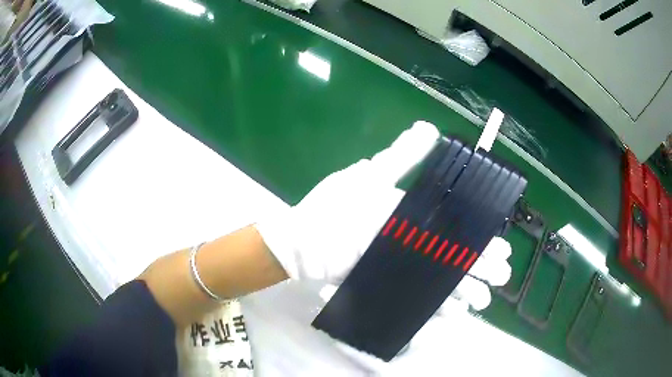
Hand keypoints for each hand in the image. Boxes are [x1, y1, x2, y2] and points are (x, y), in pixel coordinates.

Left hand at [256, 121, 511, 310]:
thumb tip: (429, 128)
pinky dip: (437, 307)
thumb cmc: (335, 208)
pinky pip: (418, 299)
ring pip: (441, 280)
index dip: (480, 238)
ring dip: (464, 290)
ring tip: (484, 301)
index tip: (503, 247)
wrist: (302, 242)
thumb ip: (401, 157)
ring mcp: (401, 267)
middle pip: (454, 256)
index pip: (457, 228)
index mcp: (413, 217)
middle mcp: (413, 243)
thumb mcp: (370, 177)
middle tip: (502, 276)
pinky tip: (456, 314)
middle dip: (480, 267)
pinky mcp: (387, 285)